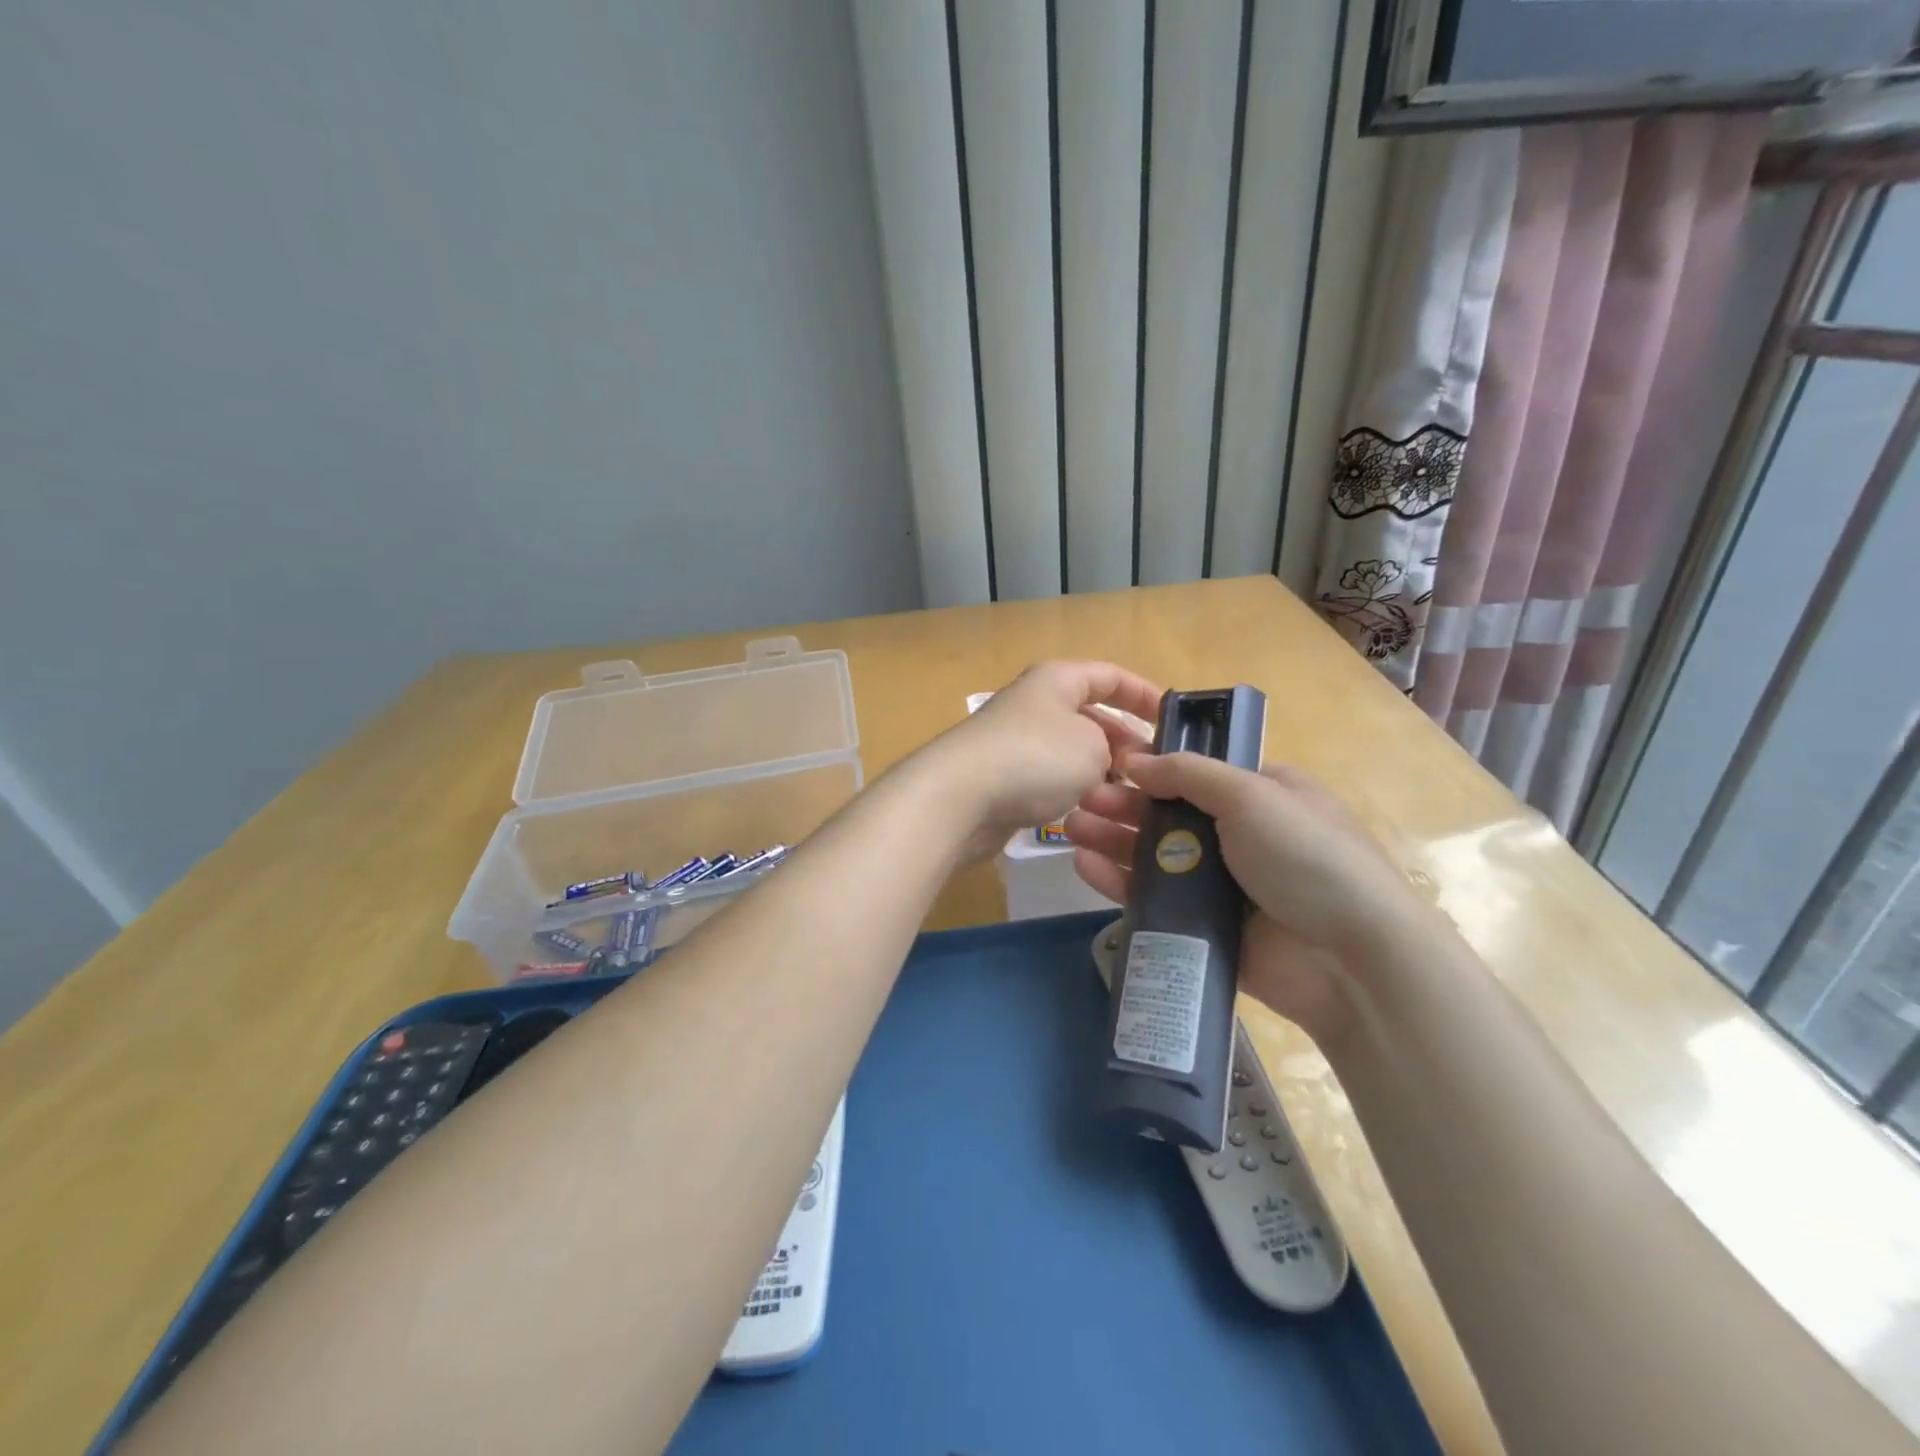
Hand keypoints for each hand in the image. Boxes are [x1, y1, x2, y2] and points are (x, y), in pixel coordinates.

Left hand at [916, 661, 1161, 862]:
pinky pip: (1046, 777)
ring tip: (1124, 796)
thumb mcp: (1093, 746)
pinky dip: (1068, 790)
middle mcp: (1034, 703)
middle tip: (1150, 770)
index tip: (1169, 720)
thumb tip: (1102, 759)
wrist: (958, 797)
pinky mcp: (1000, 776)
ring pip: (1068, 750)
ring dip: (1097, 770)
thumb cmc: (1034, 759)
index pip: (1109, 675)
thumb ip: (1111, 747)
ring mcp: (1013, 740)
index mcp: (1056, 680)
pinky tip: (1084, 811)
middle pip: (1088, 714)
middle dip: (1122, 739)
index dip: (1142, 694)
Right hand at [1065, 753, 1415, 1044]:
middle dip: (1122, 804)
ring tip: (1070, 827)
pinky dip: (1118, 880)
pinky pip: (1153, 898)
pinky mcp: (1203, 926)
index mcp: (1262, 796)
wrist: (1351, 960)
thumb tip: (1135, 761)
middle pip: (1168, 814)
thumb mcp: (1253, 796)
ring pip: (1154, 856)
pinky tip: (1085, 865)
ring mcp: (1220, 884)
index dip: (1153, 768)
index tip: (1110, 765)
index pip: (1197, 774)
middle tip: (1079, 799)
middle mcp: (1239, 836)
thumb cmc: (1307, 858)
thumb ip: (1189, 774)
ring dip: (1112, 838)